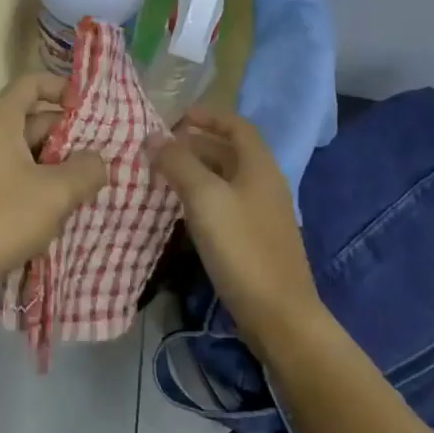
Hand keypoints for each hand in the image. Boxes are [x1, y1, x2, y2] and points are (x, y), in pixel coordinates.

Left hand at [0, 74, 107, 281]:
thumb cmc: (1, 216)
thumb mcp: (56, 192)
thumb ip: (86, 169)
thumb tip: (99, 161)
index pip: (32, 83)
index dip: (63, 88)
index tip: (91, 108)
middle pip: (33, 118)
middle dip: (68, 135)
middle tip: (102, 154)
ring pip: (27, 152)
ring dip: (57, 164)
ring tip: (88, 184)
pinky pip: (16, 175)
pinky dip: (39, 184)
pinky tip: (60, 209)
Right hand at [148, 107, 323, 351]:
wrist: (279, 316)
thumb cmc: (242, 247)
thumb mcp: (204, 198)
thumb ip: (178, 163)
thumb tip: (153, 137)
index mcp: (259, 166)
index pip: (236, 125)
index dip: (208, 116)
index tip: (176, 117)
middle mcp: (264, 183)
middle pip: (229, 151)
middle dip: (195, 145)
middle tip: (160, 150)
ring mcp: (262, 214)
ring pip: (225, 180)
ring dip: (196, 172)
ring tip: (163, 177)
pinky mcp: (256, 240)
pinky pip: (226, 205)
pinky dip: (202, 198)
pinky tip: (181, 212)